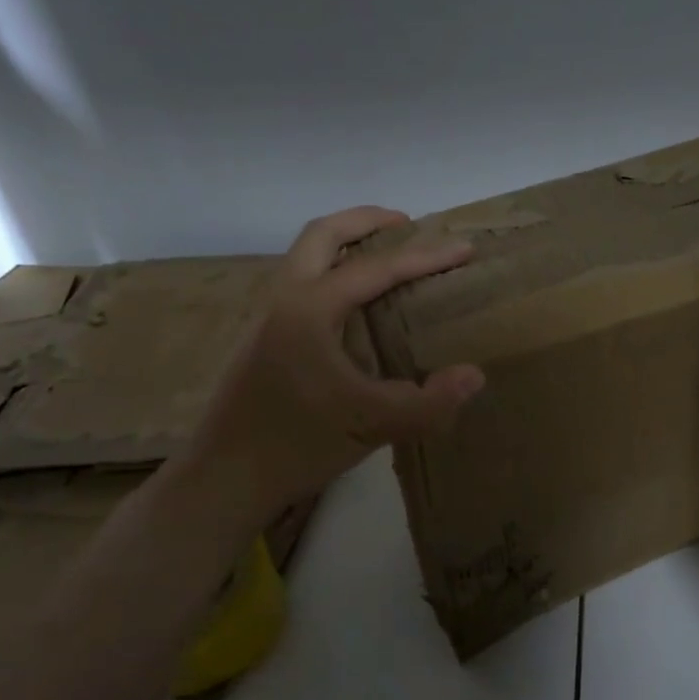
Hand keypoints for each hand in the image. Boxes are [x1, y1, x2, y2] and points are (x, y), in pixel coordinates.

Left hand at [187, 206, 484, 510]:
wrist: (225, 478)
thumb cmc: (297, 445)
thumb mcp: (372, 425)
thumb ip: (429, 403)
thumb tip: (474, 375)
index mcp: (310, 309)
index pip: (376, 268)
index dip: (425, 257)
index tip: (463, 248)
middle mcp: (284, 300)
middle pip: (322, 234)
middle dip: (366, 221)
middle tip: (406, 224)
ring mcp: (266, 318)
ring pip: (304, 257)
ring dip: (344, 245)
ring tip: (384, 260)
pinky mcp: (261, 340)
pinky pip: (300, 284)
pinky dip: (330, 273)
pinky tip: (353, 310)